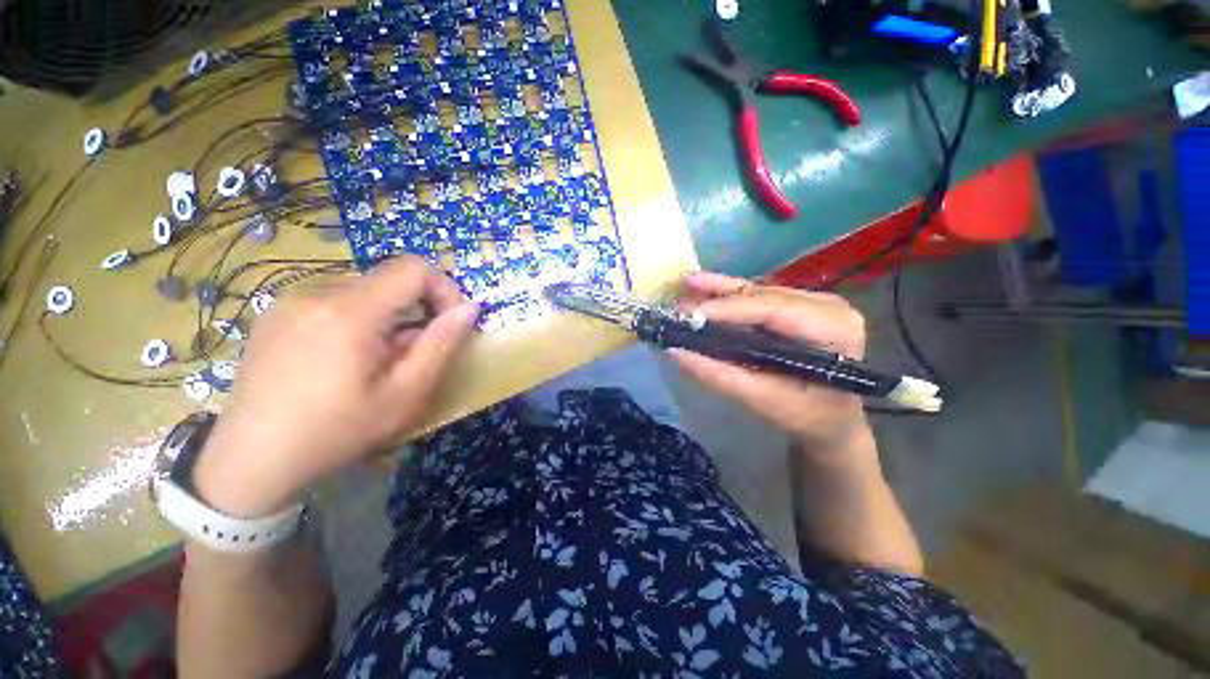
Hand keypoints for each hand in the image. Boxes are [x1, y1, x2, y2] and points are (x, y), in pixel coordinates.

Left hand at [193, 256, 478, 516]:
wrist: (249, 461)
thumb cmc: (335, 432)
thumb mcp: (404, 395)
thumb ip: (441, 345)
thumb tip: (470, 308)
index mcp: (348, 312)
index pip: (414, 268)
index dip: (444, 289)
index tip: (448, 324)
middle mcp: (316, 292)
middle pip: (391, 280)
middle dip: (417, 310)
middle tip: (412, 354)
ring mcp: (291, 299)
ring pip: (366, 290)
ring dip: (388, 317)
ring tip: (377, 360)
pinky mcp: (277, 311)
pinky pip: (336, 299)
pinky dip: (359, 318)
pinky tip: (345, 357)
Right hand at [668, 271, 872, 459]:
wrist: (831, 420)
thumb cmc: (805, 415)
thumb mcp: (761, 399)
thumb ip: (718, 375)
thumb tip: (675, 352)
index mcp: (832, 328)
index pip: (774, 309)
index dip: (728, 308)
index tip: (690, 314)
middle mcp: (827, 306)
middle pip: (763, 295)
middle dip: (718, 298)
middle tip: (680, 302)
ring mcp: (814, 301)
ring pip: (757, 291)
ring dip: (719, 292)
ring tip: (685, 288)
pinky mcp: (799, 304)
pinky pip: (758, 296)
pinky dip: (728, 297)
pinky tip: (702, 291)